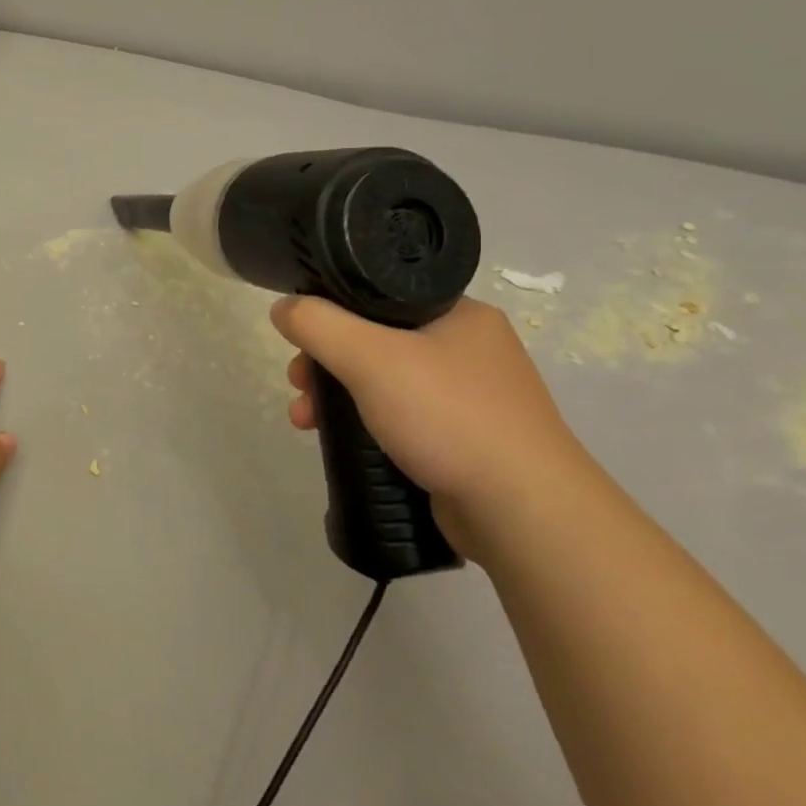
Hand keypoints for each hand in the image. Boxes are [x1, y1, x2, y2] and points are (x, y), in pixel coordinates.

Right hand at [271, 295, 597, 555]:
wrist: (523, 511)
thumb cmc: (448, 417)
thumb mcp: (369, 358)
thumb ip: (317, 325)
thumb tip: (282, 308)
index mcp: (458, 314)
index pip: (378, 294)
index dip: (329, 312)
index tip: (299, 340)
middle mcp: (467, 348)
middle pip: (372, 339)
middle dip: (324, 362)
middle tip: (298, 385)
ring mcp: (469, 396)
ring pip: (381, 381)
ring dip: (335, 397)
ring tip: (305, 421)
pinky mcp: (463, 439)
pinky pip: (397, 416)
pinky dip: (363, 424)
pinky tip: (341, 441)